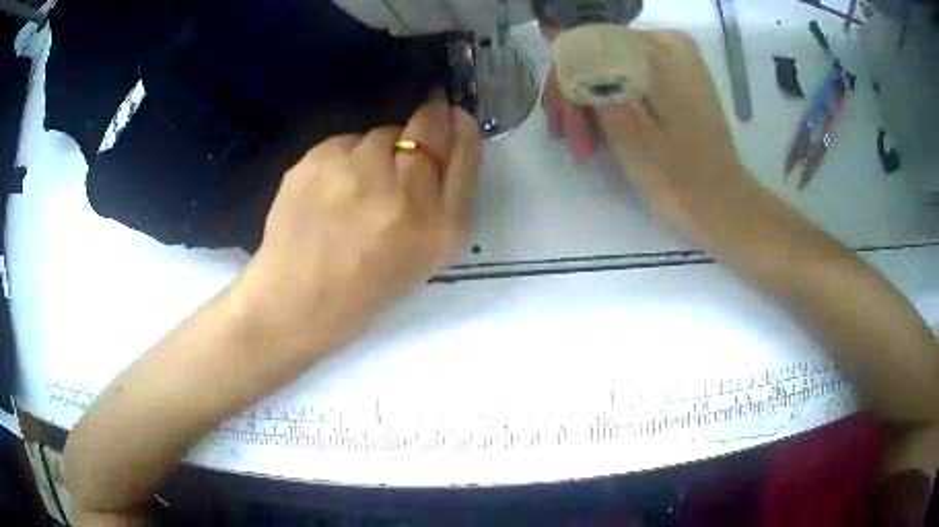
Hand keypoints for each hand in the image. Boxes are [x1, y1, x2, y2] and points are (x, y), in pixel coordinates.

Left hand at [240, 95, 481, 355]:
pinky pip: (345, 142)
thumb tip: (450, 126)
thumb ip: (447, 194)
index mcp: (440, 226)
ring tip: (355, 190)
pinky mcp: (318, 160)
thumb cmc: (368, 284)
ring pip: (381, 133)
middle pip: (427, 126)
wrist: (298, 299)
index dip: (458, 125)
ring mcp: (356, 172)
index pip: (463, 149)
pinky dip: (343, 159)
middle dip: (425, 121)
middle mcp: (404, 193)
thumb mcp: (427, 253)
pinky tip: (329, 192)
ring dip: (377, 151)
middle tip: (403, 147)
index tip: (450, 115)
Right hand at [542, 26, 748, 223]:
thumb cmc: (675, 174)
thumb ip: (592, 78)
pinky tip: (606, 132)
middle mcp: (670, 42)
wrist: (720, 202)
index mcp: (660, 48)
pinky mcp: (680, 76)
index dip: (567, 83)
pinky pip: (631, 76)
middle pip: (601, 53)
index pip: (588, 45)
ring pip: (612, 66)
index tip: (563, 128)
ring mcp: (678, 58)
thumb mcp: (625, 126)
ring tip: (586, 146)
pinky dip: (615, 101)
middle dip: (579, 95)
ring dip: (593, 102)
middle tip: (572, 141)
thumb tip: (562, 44)